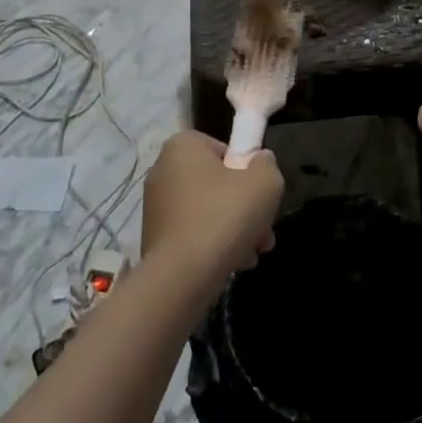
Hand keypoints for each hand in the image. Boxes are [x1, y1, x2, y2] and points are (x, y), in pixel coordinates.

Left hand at [141, 132, 282, 281]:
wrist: (182, 275)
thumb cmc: (224, 216)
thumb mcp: (265, 183)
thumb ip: (267, 165)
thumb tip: (260, 161)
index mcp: (183, 147)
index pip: (222, 148)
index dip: (246, 169)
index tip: (259, 193)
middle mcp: (163, 171)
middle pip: (217, 183)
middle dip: (245, 207)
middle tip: (263, 230)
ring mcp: (156, 207)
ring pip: (208, 211)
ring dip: (235, 229)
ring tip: (253, 252)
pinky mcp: (154, 238)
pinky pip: (193, 233)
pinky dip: (213, 245)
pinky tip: (233, 263)